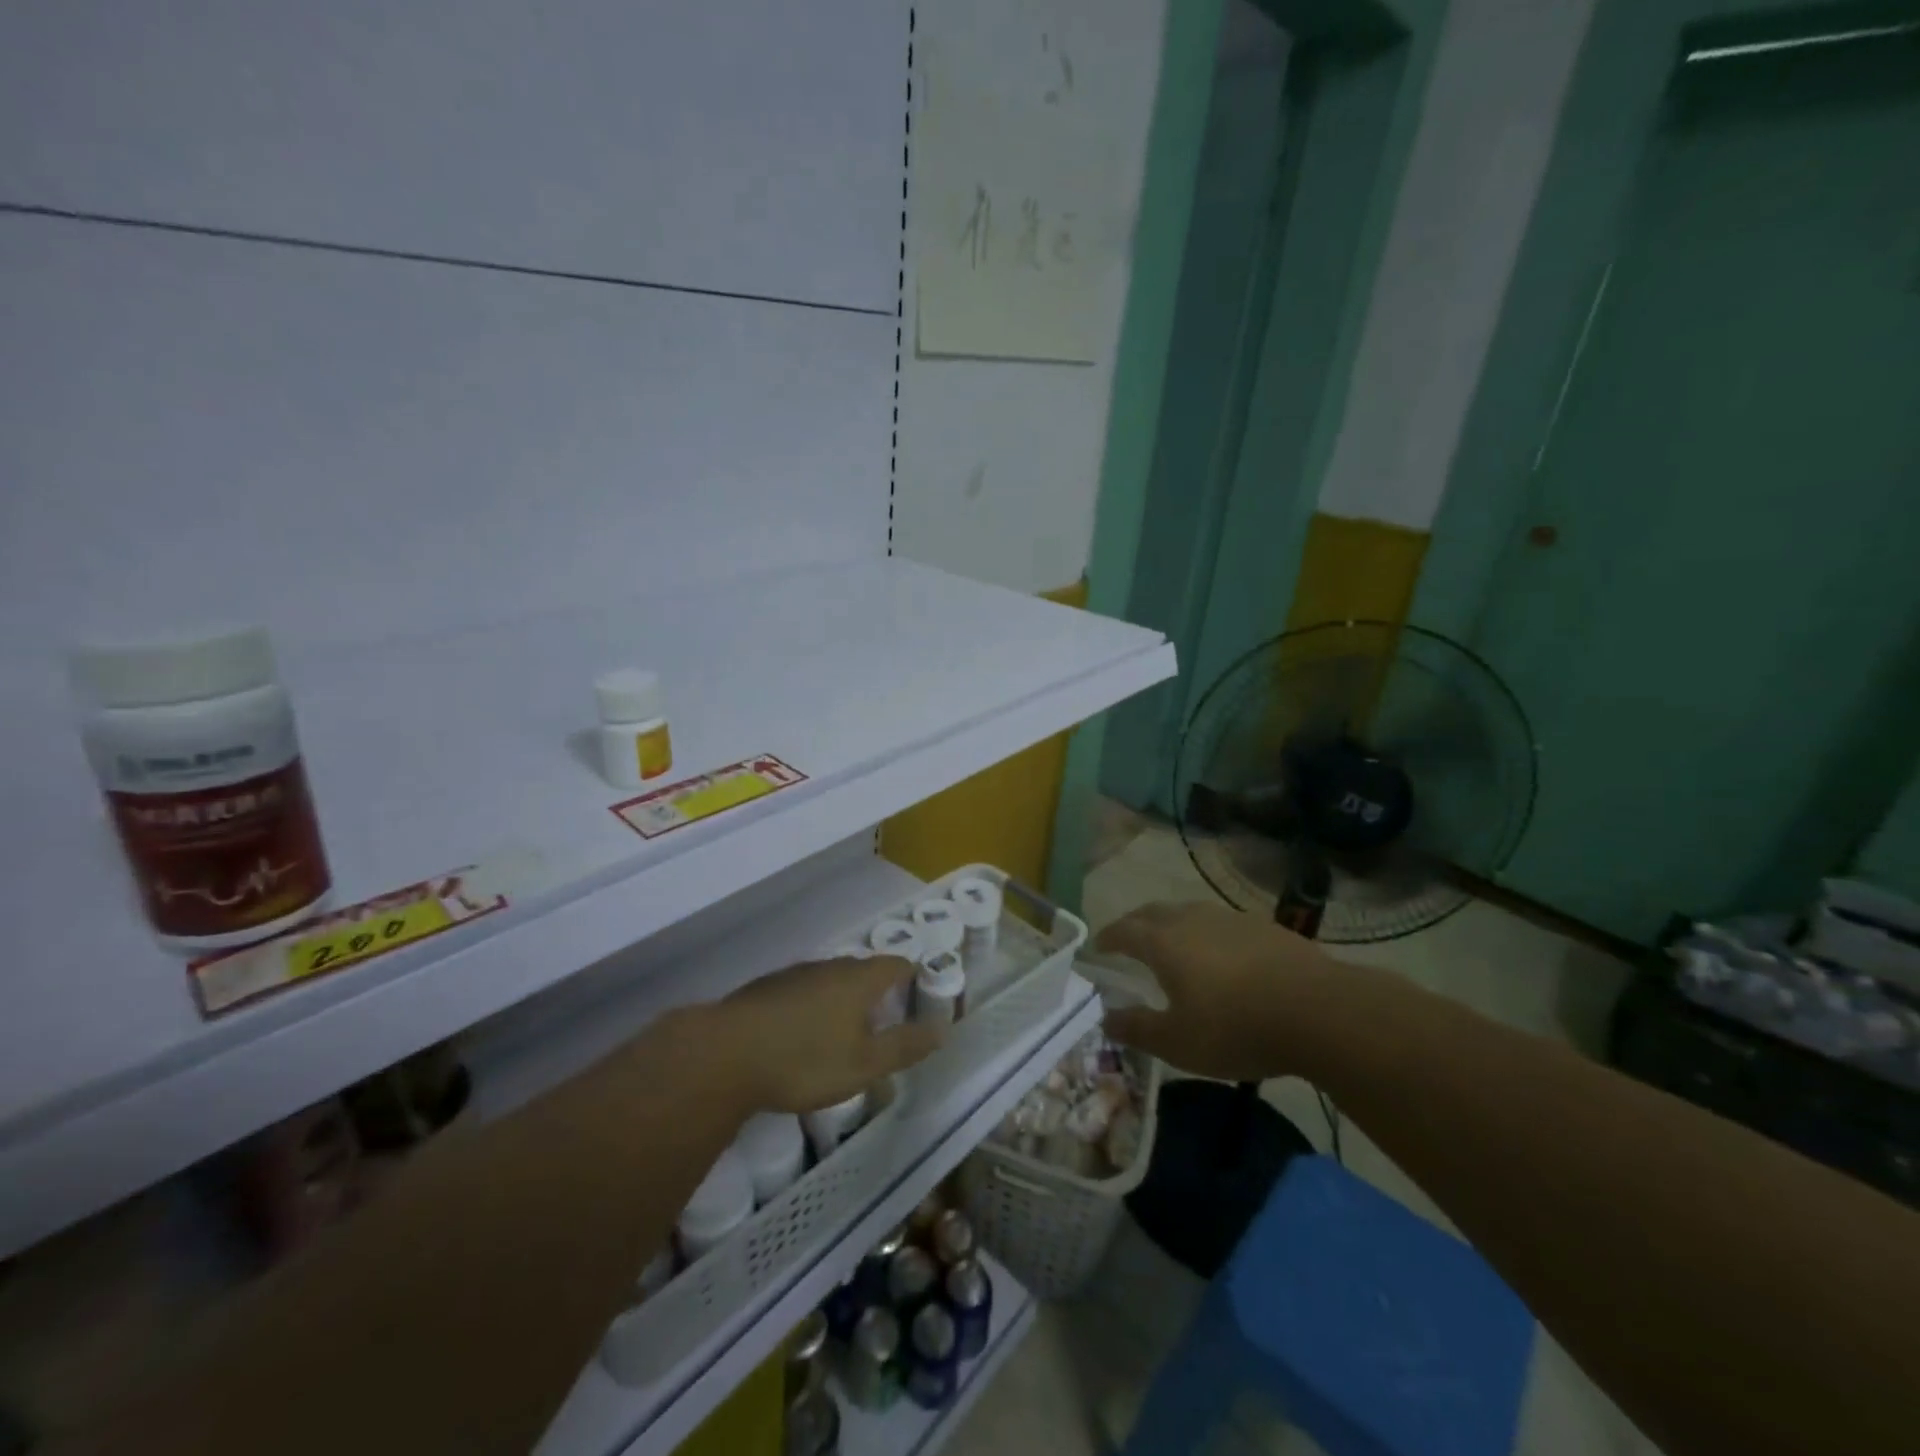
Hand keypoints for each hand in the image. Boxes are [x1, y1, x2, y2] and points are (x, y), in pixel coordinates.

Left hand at [711, 955, 941, 1113]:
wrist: (725, 1054)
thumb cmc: (805, 1059)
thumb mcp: (864, 1064)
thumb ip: (904, 1046)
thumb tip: (943, 1029)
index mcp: (859, 979)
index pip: (898, 965)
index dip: (914, 979)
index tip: (922, 1001)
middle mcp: (830, 966)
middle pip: (864, 971)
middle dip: (879, 993)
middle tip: (886, 1023)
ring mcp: (795, 974)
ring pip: (831, 980)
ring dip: (844, 1001)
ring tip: (846, 1033)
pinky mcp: (767, 989)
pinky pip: (804, 992)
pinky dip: (814, 1008)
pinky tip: (803, 1037)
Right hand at [1095, 901, 1341, 1080]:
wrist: (1318, 1011)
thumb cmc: (1235, 1028)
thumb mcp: (1177, 1042)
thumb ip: (1137, 1029)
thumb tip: (1106, 1018)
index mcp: (1163, 943)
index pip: (1124, 931)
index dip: (1107, 938)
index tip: (1098, 948)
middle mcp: (1191, 919)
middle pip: (1152, 912)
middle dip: (1134, 923)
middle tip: (1127, 939)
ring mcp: (1229, 918)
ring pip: (1188, 912)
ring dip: (1171, 924)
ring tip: (1172, 944)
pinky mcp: (1263, 926)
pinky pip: (1220, 923)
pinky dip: (1206, 933)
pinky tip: (1220, 955)